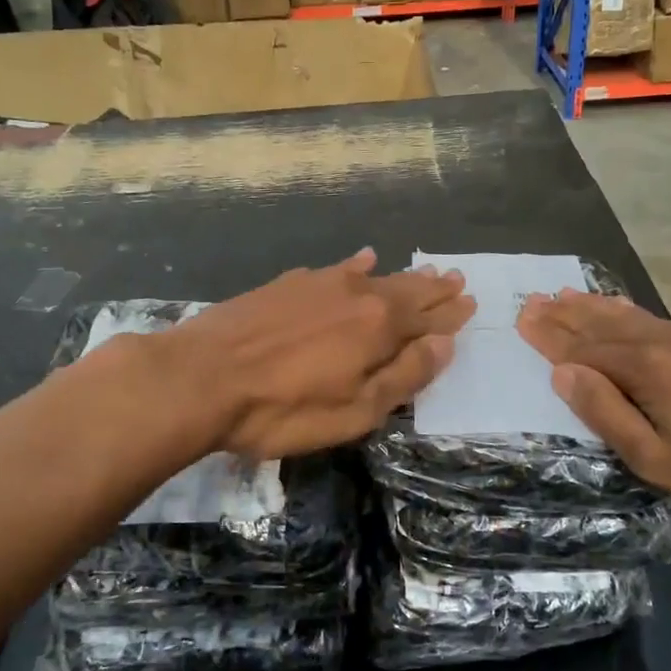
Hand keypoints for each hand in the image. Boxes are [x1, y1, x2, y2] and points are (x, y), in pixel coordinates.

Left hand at [165, 250, 474, 459]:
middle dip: (433, 289)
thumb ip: (403, 376)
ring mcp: (320, 284)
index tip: (470, 303)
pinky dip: (356, 265)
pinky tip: (363, 259)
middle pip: (405, 291)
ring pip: (374, 277)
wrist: (200, 377)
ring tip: (425, 271)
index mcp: (378, 328)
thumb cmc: (282, 409)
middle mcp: (357, 295)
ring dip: (403, 276)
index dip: (450, 315)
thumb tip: (444, 345)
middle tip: (457, 279)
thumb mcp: (354, 411)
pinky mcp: (288, 284)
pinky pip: (335, 268)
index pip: (427, 319)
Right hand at [516, 290, 670, 519]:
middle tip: (533, 299)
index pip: (583, 349)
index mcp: (646, 368)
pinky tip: (622, 308)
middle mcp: (665, 340)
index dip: (549, 337)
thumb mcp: (656, 458)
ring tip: (566, 293)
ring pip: (630, 316)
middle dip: (565, 314)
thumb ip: (606, 413)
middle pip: (602, 324)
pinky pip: (657, 318)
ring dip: (593, 306)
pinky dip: (628, 311)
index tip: (521, 318)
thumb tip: (563, 373)